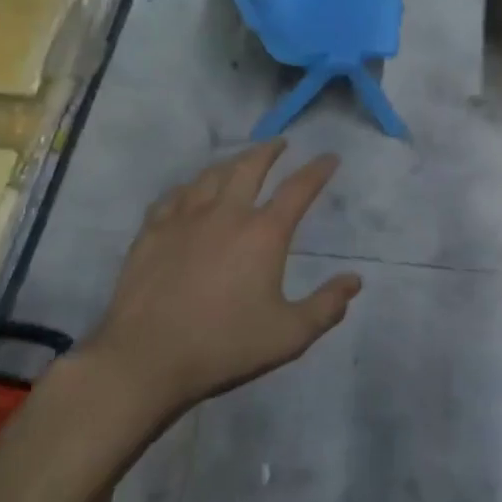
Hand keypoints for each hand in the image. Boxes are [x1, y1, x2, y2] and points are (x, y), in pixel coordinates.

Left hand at [90, 141, 360, 415]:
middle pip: (250, 166)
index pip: (298, 189)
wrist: (146, 358)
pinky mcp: (152, 230)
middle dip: (269, 150)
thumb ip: (327, 306)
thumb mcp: (288, 335)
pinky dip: (190, 186)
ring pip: (211, 174)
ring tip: (239, 161)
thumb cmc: (224, 346)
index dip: (317, 170)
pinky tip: (190, 192)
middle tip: (279, 143)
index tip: (329, 157)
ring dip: (231, 162)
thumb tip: (355, 281)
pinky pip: (174, 195)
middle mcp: (226, 213)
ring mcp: (184, 217)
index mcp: (264, 233)